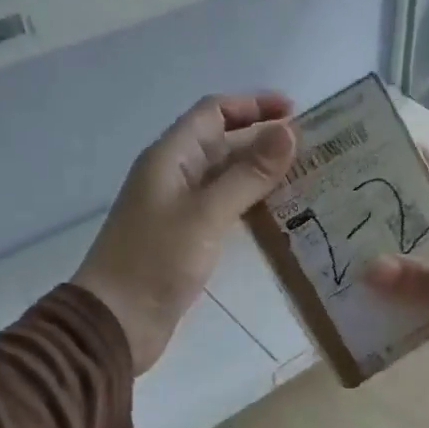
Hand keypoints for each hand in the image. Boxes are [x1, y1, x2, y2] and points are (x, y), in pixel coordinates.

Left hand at [73, 92, 295, 373]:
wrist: (117, 321)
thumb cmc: (156, 261)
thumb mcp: (206, 214)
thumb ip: (248, 174)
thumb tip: (289, 133)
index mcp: (170, 157)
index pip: (213, 113)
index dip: (253, 105)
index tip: (295, 111)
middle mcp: (174, 176)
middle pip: (221, 143)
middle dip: (262, 139)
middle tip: (311, 149)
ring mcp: (179, 209)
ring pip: (224, 178)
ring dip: (260, 173)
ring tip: (304, 178)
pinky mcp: (186, 239)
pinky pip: (223, 209)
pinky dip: (250, 205)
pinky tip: (279, 215)